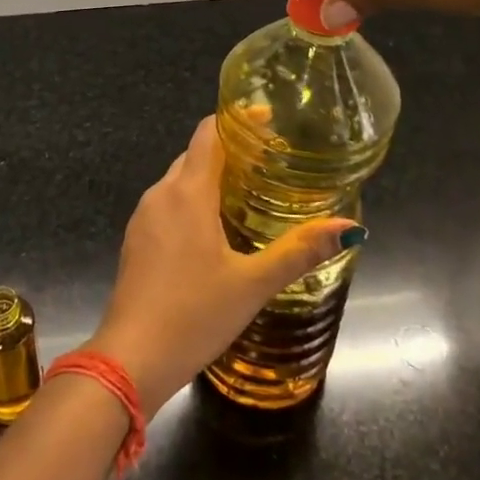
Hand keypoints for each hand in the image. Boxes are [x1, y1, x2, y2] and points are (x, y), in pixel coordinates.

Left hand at [88, 117, 360, 410]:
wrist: (130, 359)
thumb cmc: (194, 315)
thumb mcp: (253, 284)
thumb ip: (300, 251)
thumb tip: (350, 226)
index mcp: (188, 193)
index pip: (209, 133)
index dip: (238, 121)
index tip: (269, 123)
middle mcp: (161, 194)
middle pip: (196, 154)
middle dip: (229, 150)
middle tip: (270, 163)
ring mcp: (143, 217)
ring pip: (179, 180)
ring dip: (210, 176)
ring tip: (248, 192)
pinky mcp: (135, 240)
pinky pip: (167, 204)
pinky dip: (192, 201)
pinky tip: (213, 229)